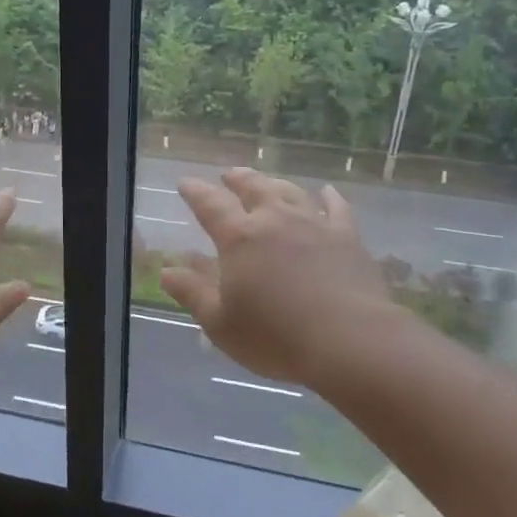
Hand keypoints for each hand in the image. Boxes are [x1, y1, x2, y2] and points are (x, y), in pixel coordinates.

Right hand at [161, 169, 391, 386]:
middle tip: (227, 176)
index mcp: (240, 238)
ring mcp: (314, 224)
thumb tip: (167, 270)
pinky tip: (326, 192)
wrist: (349, 340)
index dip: (195, 192)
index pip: (210, 205)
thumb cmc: (276, 336)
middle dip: (236, 179)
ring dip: (274, 183)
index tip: (185, 183)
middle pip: (253, 187)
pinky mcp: (347, 237)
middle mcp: (275, 219)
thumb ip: (192, 292)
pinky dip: (329, 197)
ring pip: (290, 191)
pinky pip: (336, 207)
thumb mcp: (221, 323)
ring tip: (266, 182)